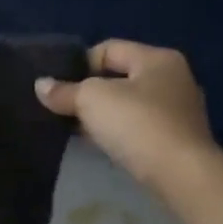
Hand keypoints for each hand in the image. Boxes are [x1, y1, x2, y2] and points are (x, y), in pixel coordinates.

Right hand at [35, 40, 216, 189]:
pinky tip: (104, 146)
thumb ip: (65, 91)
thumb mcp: (92, 100)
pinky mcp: (179, 140)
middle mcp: (174, 79)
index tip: (60, 89)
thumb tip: (41, 86)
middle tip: (65, 110)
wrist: (181, 175)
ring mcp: (180, 111)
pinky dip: (120, 134)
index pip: (109, 49)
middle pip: (120, 77)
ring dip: (104, 116)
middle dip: (91, 93)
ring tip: (79, 131)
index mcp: (158, 58)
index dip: (79, 65)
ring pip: (130, 105)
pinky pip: (140, 128)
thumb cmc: (138, 124)